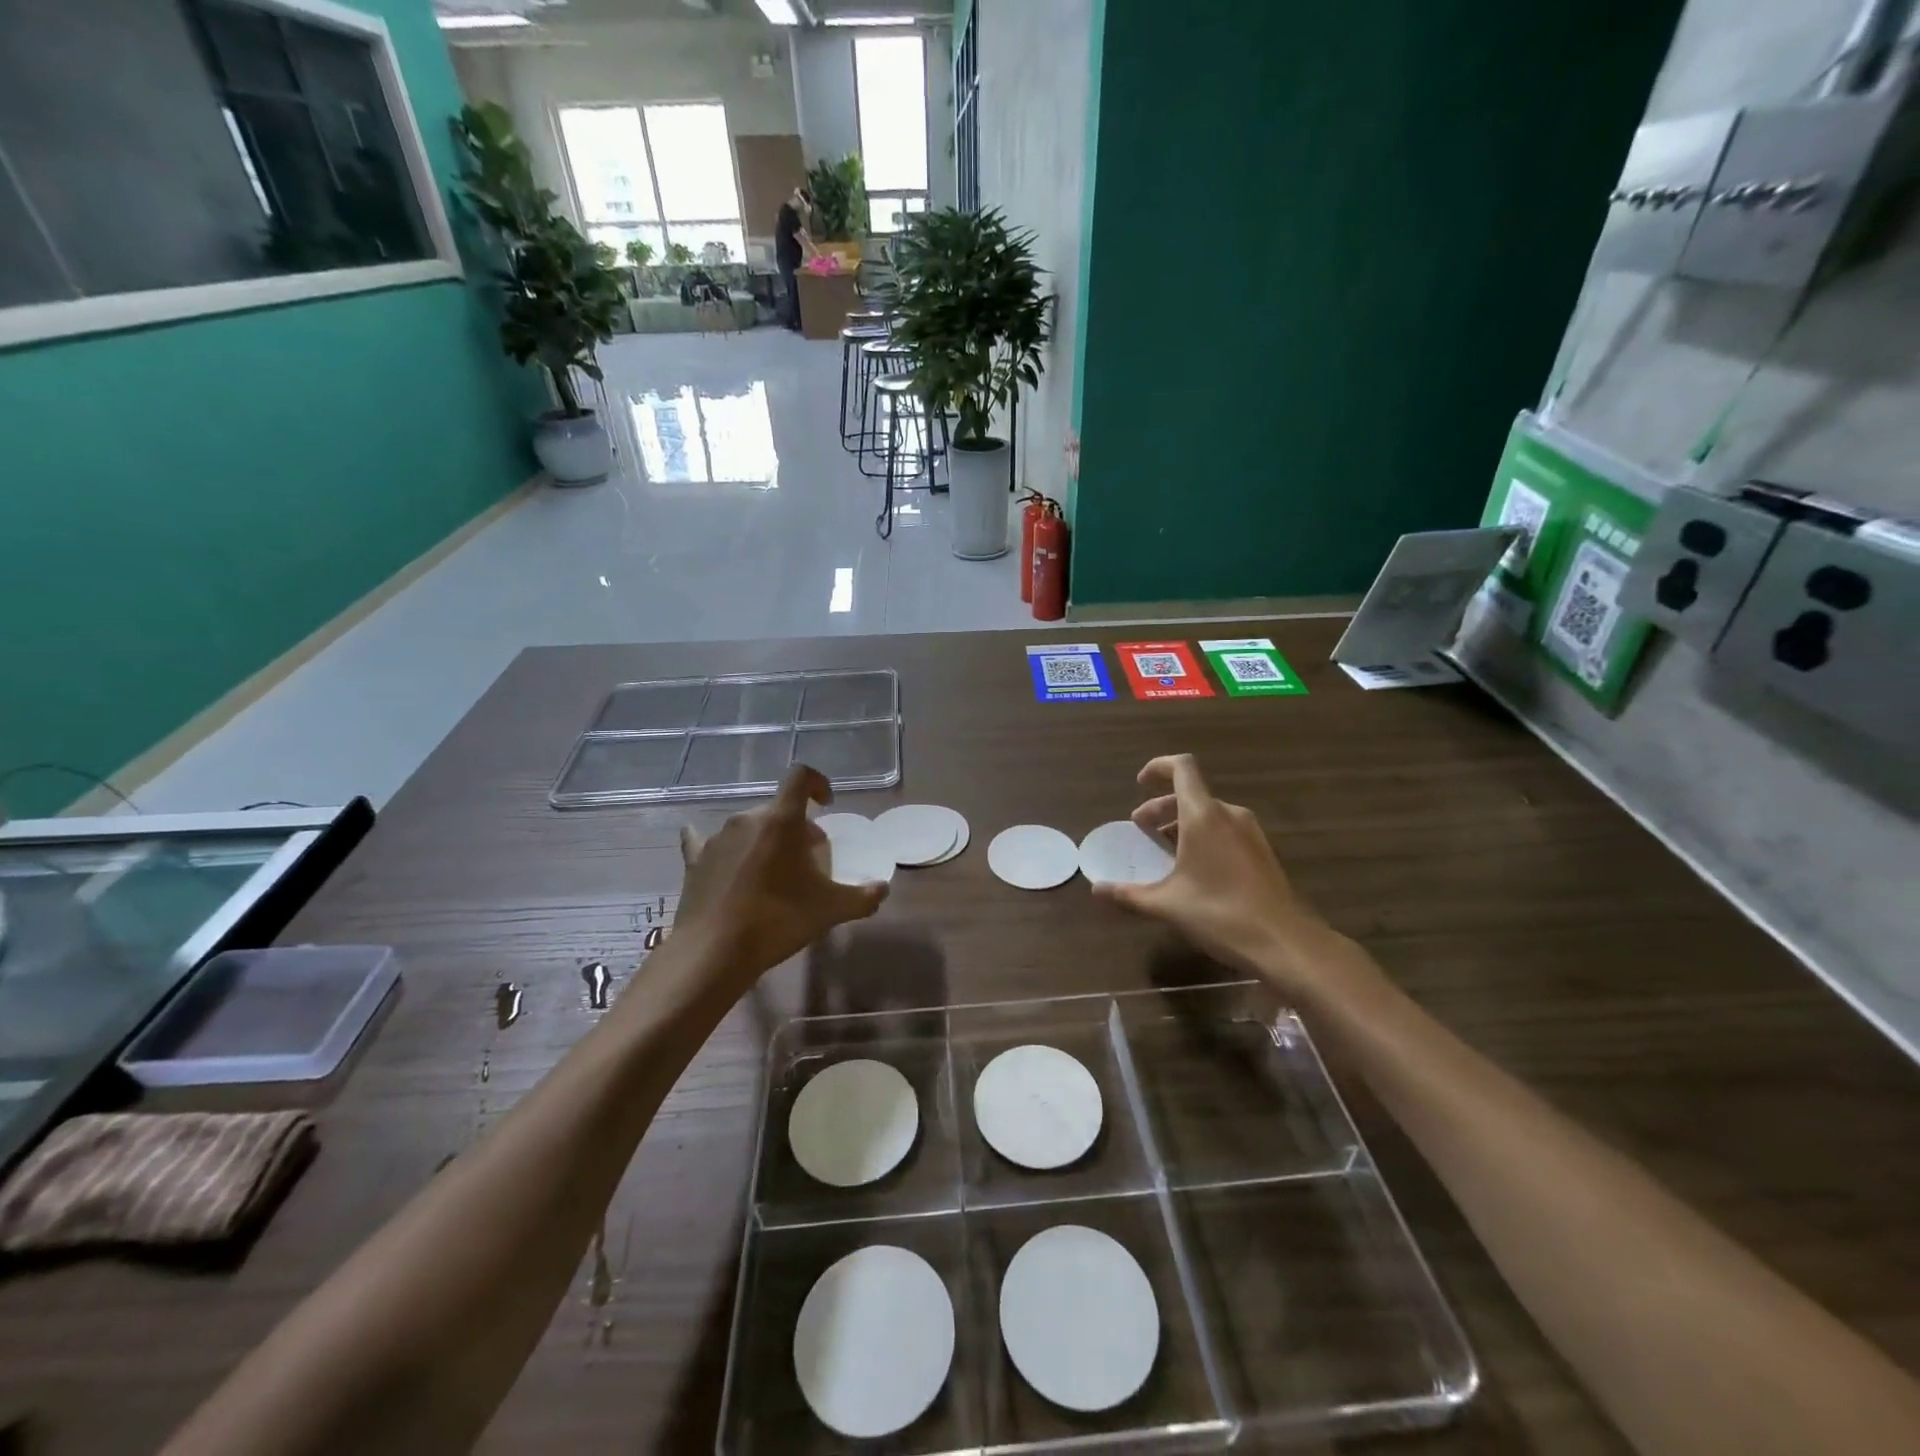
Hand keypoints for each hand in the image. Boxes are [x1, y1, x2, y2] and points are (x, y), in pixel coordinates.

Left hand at [671, 766, 887, 998]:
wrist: (714, 952)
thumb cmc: (778, 920)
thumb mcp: (830, 910)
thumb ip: (862, 897)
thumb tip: (883, 889)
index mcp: (781, 821)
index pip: (800, 778)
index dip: (818, 783)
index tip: (827, 804)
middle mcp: (747, 819)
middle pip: (779, 810)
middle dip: (797, 828)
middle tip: (809, 860)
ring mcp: (717, 838)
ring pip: (749, 827)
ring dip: (765, 841)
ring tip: (773, 874)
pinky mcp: (694, 860)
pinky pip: (706, 841)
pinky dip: (723, 847)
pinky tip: (720, 856)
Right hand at [1092, 755, 1342, 998]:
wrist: (1285, 943)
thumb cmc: (1220, 914)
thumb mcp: (1167, 905)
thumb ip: (1128, 895)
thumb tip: (1095, 890)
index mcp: (1203, 816)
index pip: (1182, 768)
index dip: (1158, 768)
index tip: (1139, 784)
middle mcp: (1229, 815)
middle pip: (1191, 794)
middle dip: (1162, 807)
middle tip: (1141, 829)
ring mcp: (1250, 833)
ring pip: (1209, 814)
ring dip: (1182, 823)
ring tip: (1164, 850)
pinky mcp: (1262, 853)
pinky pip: (1225, 830)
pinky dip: (1203, 836)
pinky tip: (1194, 869)